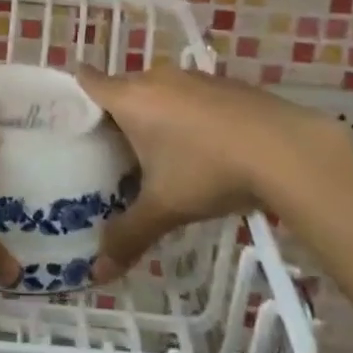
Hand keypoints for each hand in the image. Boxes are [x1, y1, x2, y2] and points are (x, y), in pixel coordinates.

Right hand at [77, 64, 341, 283]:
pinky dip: (186, 114)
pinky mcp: (225, 84)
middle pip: (123, 88)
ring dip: (154, 113)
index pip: (89, 80)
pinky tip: (201, 146)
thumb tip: (97, 274)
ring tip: (154, 151)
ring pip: (159, 90)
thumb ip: (128, 236)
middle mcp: (157, 78)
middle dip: (115, 114)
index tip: (66, 114)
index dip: (74, 93)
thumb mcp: (165, 208)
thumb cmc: (209, 171)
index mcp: (131, 98)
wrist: (287, 150)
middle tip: (108, 150)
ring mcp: (195, 78)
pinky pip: (190, 95)